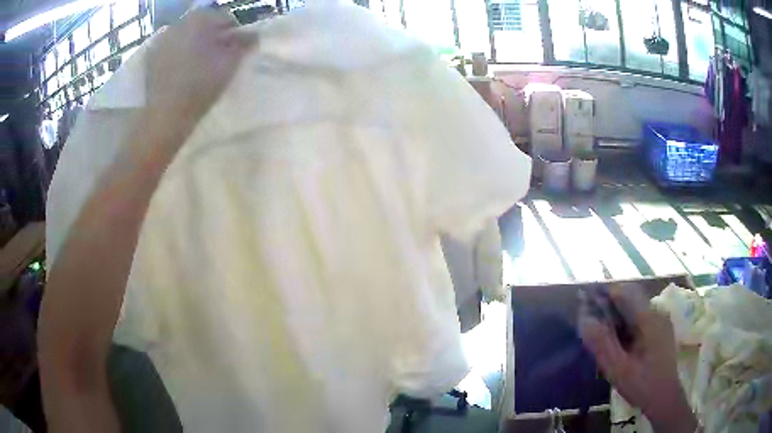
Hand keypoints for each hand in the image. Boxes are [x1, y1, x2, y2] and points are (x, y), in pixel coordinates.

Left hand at [145, 8, 256, 138]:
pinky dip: (178, 56)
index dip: (233, 33)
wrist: (166, 115)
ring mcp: (161, 42)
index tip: (237, 48)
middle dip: (212, 37)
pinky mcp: (150, 59)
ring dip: (194, 45)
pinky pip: (170, 50)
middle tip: (218, 57)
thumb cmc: (201, 85)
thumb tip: (252, 35)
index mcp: (199, 20)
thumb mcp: (230, 63)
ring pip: (185, 37)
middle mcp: (178, 24)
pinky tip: (182, 72)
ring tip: (199, 65)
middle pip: (202, 26)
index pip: (224, 18)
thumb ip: (243, 43)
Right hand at [579, 286, 697, 432]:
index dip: (604, 295)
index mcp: (649, 319)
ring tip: (603, 337)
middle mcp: (657, 313)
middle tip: (592, 327)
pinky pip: (641, 320)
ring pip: (635, 310)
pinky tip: (620, 344)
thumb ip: (602, 344)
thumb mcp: (618, 369)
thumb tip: (584, 320)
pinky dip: (627, 326)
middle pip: (630, 300)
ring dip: (618, 318)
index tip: (585, 304)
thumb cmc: (642, 385)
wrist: (664, 399)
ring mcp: (661, 321)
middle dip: (610, 309)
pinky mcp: (661, 330)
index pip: (625, 293)